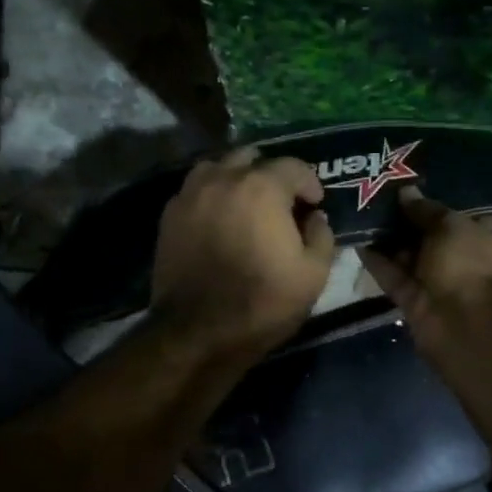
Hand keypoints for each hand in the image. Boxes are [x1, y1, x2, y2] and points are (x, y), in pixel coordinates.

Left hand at [151, 148, 336, 360]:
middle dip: (272, 176)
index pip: (293, 166)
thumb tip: (316, 218)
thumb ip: (322, 236)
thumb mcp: (313, 274)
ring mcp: (190, 195)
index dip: (310, 183)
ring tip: (247, 205)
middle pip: (252, 158)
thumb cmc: (264, 302)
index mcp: (262, 188)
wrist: (199, 332)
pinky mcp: (169, 216)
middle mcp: (223, 179)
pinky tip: (221, 220)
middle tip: (282, 203)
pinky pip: (196, 190)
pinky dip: (212, 196)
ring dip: (237, 179)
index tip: (315, 204)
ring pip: (218, 168)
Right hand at [361, 187, 491, 348]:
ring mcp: (441, 288)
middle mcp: (466, 265)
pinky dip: (379, 264)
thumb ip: (426, 211)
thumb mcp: (452, 227)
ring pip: (411, 261)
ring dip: (388, 243)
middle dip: (405, 225)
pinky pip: (396, 280)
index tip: (402, 194)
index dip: (430, 210)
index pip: (456, 222)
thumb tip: (406, 192)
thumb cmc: (473, 266)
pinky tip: (359, 242)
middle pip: (431, 242)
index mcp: (488, 242)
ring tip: (360, 216)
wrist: (472, 328)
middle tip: (374, 202)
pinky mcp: (417, 306)